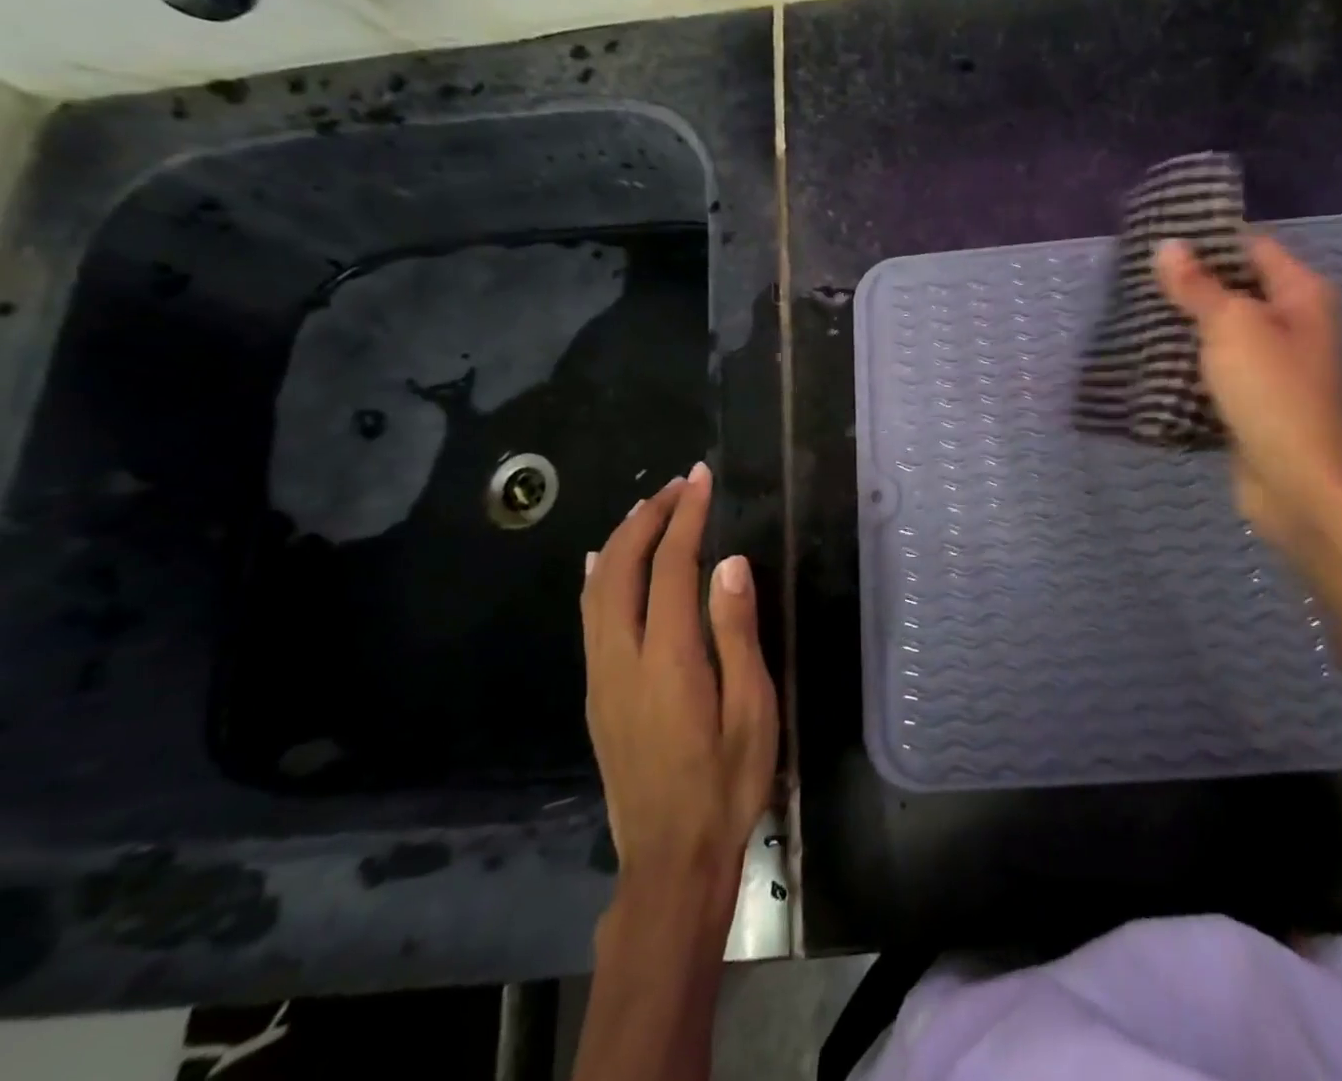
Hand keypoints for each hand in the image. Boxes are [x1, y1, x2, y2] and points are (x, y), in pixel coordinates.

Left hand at [579, 462, 777, 935]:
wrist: (670, 862)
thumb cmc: (727, 784)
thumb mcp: (752, 710)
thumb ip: (737, 633)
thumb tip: (729, 564)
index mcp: (668, 660)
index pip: (671, 568)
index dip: (685, 517)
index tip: (701, 479)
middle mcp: (622, 660)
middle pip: (620, 569)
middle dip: (648, 518)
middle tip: (680, 485)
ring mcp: (600, 679)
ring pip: (596, 590)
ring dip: (620, 540)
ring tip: (649, 508)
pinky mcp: (595, 696)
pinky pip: (588, 618)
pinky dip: (597, 576)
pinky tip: (600, 562)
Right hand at [1154, 235, 1341, 555]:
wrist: (1299, 486)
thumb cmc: (1272, 393)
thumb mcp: (1231, 327)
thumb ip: (1198, 286)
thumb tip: (1168, 245)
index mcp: (1303, 295)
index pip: (1253, 247)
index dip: (1209, 241)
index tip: (1158, 240)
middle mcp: (1296, 325)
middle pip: (1238, 290)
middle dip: (1191, 286)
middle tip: (1136, 278)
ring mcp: (1277, 367)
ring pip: (1225, 334)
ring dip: (1187, 328)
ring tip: (1135, 314)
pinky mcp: (1257, 403)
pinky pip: (1220, 372)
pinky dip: (1191, 366)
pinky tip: (1152, 361)